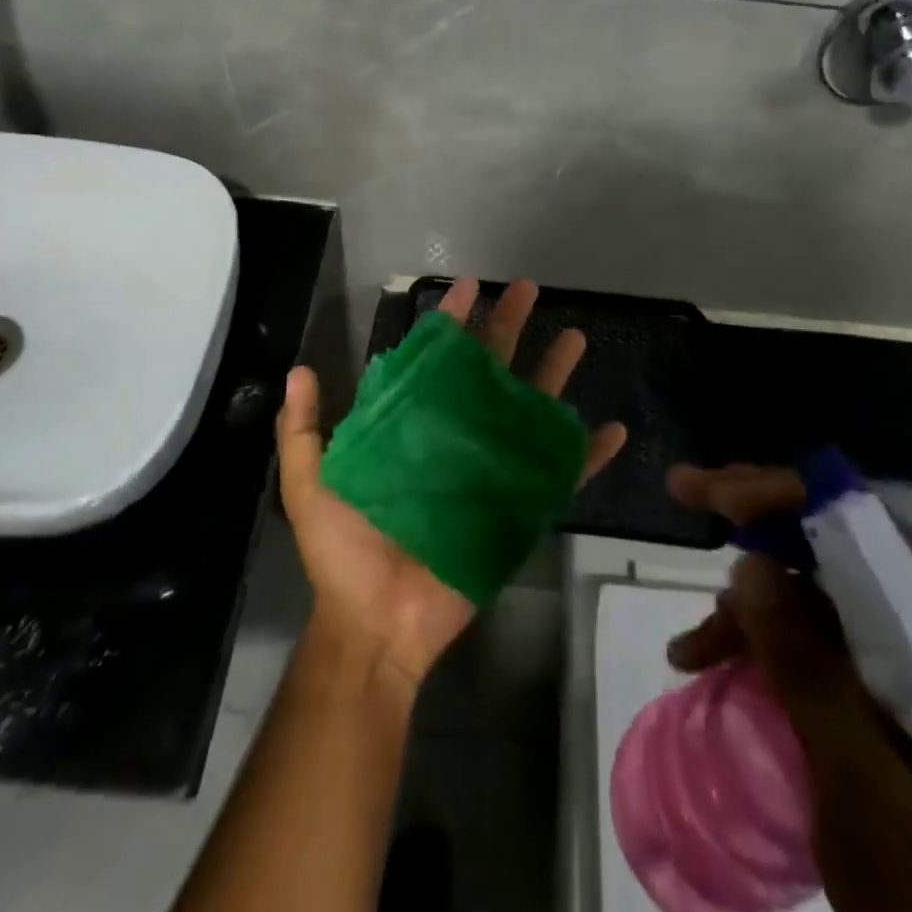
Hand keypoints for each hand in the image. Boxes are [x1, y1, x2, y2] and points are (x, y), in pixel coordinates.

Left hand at [277, 278, 626, 688]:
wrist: (377, 624)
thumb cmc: (344, 552)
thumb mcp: (311, 485)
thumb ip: (303, 431)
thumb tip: (298, 370)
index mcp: (412, 425)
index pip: (435, 361)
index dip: (450, 323)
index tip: (467, 288)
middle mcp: (455, 436)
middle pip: (488, 371)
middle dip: (507, 327)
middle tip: (527, 289)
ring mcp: (491, 469)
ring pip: (529, 410)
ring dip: (553, 374)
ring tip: (575, 336)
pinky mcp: (518, 507)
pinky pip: (561, 476)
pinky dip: (588, 455)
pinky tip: (614, 430)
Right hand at [663, 464, 911, 911]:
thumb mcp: (867, 794)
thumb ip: (813, 677)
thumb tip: (751, 564)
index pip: (863, 527)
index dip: (785, 495)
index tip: (715, 492)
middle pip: (833, 542)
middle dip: (753, 521)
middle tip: (686, 494)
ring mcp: (910, 663)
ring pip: (813, 591)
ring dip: (746, 601)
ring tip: (689, 651)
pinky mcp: (885, 695)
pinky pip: (812, 636)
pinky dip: (758, 640)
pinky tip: (713, 668)